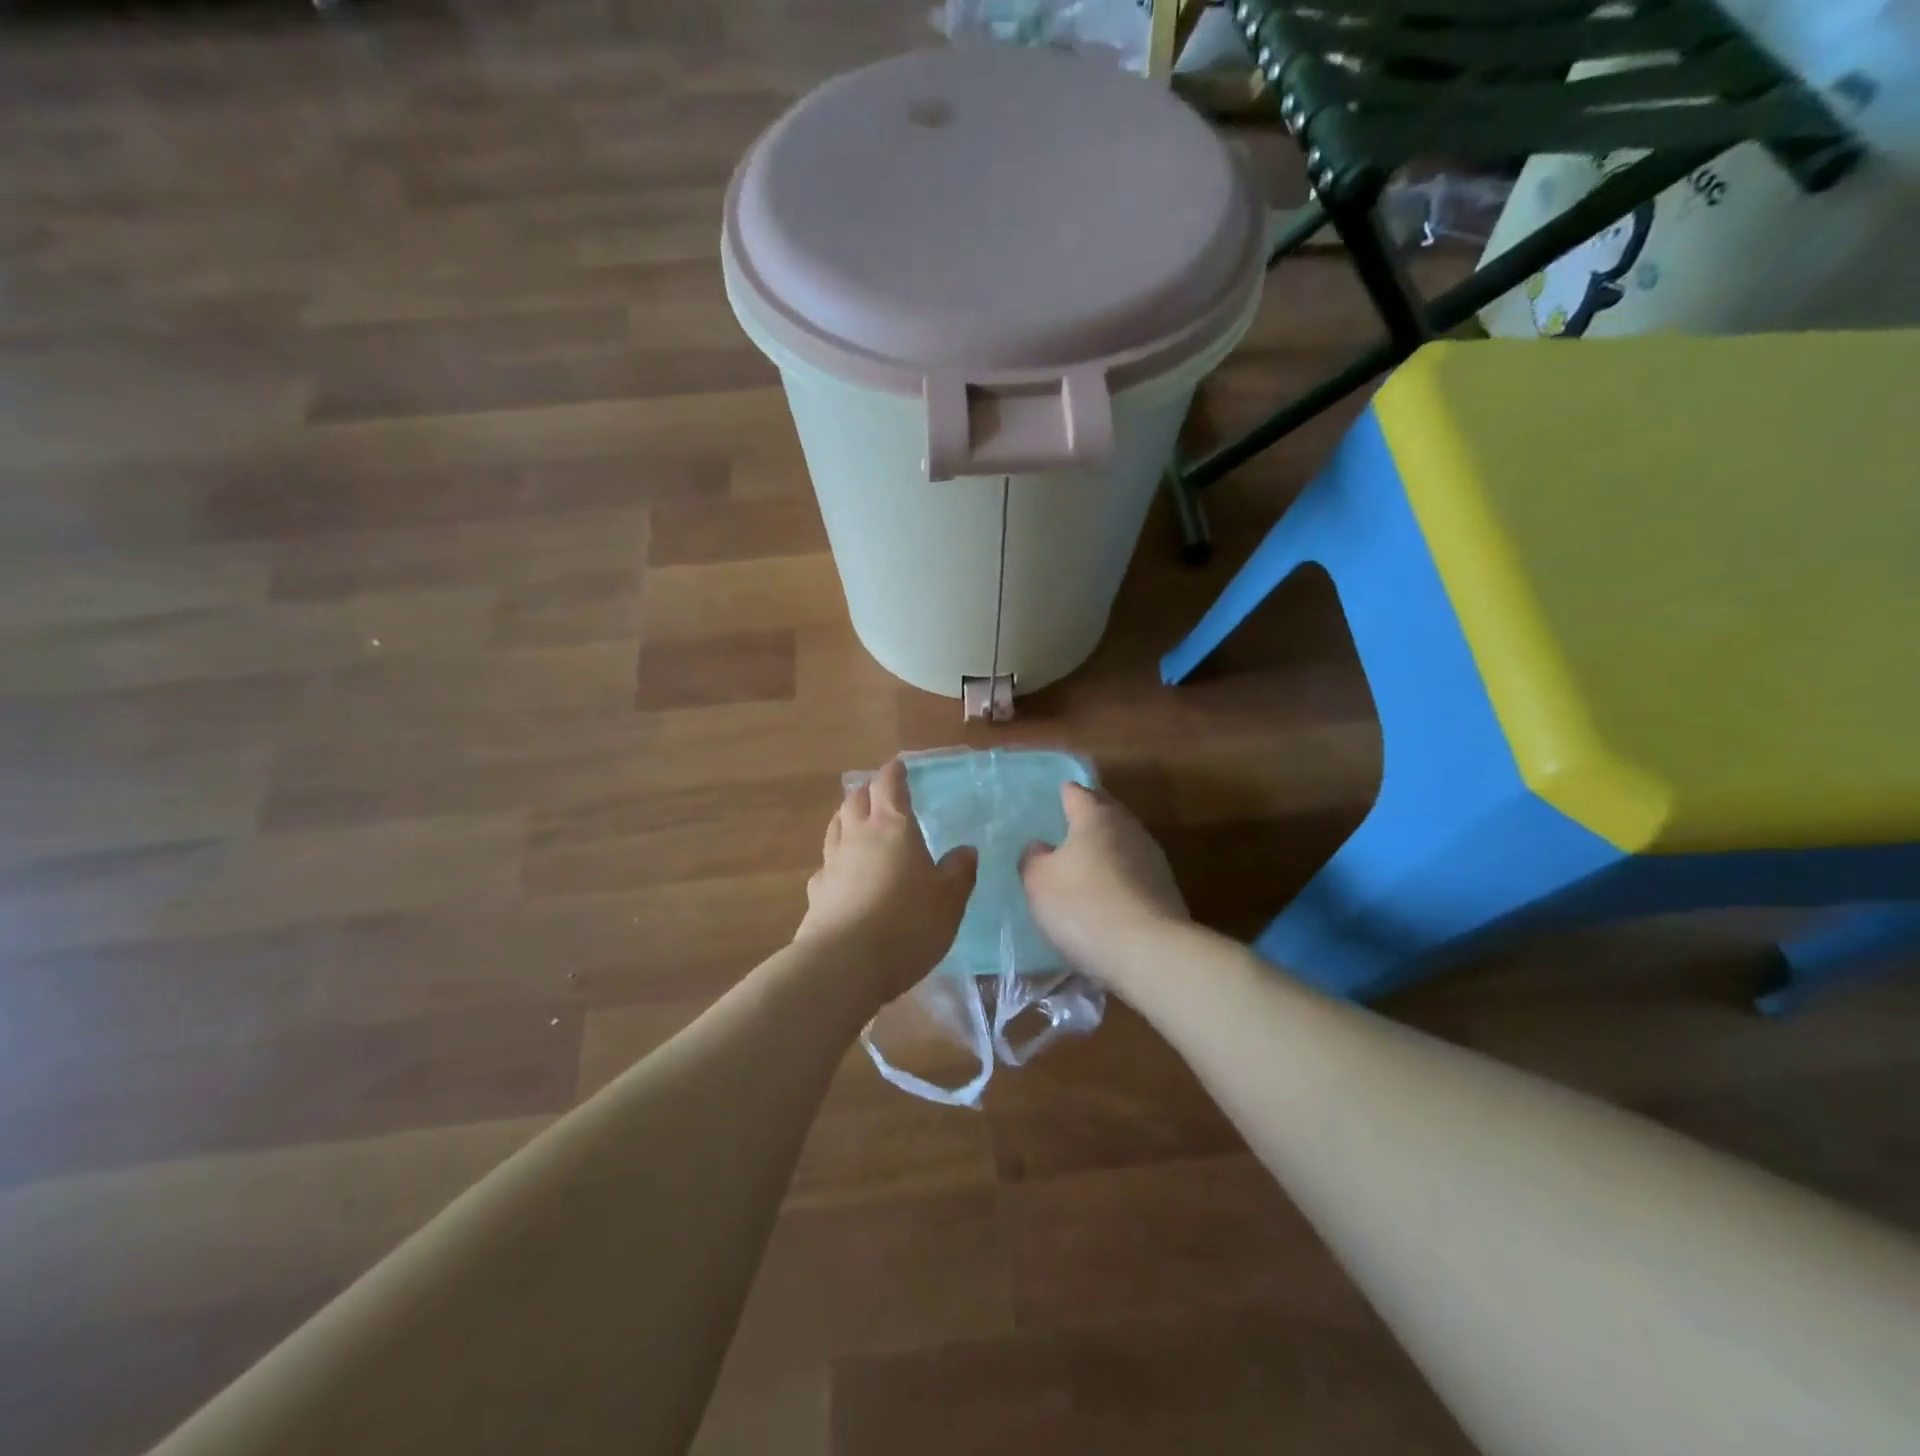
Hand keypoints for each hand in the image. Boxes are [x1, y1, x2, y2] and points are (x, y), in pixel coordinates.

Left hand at [796, 758, 977, 1001]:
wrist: (845, 964)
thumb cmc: (908, 924)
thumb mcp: (950, 900)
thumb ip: (959, 872)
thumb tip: (965, 850)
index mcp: (893, 827)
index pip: (889, 786)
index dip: (894, 773)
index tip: (899, 767)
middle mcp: (857, 836)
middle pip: (855, 800)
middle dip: (867, 791)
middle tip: (879, 793)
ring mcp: (831, 864)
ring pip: (835, 827)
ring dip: (846, 818)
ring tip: (856, 821)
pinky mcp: (816, 893)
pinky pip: (825, 865)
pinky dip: (835, 859)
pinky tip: (840, 872)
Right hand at [1020, 783, 1188, 982]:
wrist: (1148, 951)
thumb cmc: (1083, 905)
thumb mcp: (1038, 882)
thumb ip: (1033, 858)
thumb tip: (1040, 847)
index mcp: (1096, 815)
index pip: (1076, 792)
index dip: (1061, 795)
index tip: (1049, 803)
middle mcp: (1128, 827)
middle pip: (1104, 813)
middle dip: (1085, 821)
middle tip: (1062, 835)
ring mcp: (1152, 858)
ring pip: (1121, 844)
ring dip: (1104, 852)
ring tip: (1082, 869)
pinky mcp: (1166, 890)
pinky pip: (1133, 874)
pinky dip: (1118, 879)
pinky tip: (1105, 898)